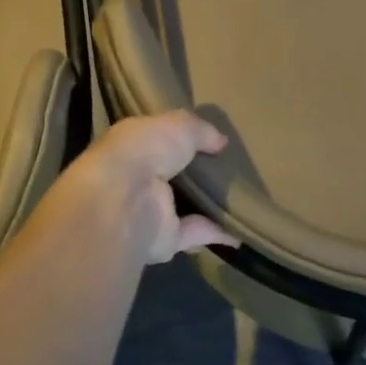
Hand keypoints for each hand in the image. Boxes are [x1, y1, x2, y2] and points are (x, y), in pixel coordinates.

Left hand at [78, 111, 235, 264]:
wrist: (124, 201)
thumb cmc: (145, 150)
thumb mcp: (179, 125)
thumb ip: (201, 130)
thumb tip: (221, 141)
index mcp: (133, 146)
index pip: (156, 138)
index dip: (179, 136)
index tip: (208, 136)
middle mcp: (138, 179)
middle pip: (172, 174)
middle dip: (196, 171)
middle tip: (230, 165)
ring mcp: (150, 211)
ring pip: (183, 206)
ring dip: (208, 203)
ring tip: (241, 195)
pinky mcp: (165, 239)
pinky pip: (196, 233)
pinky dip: (218, 232)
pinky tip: (241, 229)